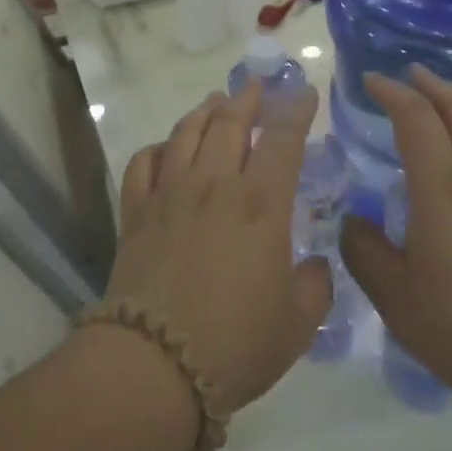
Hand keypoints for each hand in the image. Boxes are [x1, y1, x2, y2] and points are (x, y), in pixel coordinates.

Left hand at [103, 82, 332, 415]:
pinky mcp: (136, 212)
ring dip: (204, 112)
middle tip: (256, 86)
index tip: (304, 93)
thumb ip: (315, 286)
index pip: (283, 137)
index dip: (296, 109)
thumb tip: (315, 266)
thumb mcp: (297, 324)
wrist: (154, 364)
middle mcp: (214, 184)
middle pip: (230, 122)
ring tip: (215, 102)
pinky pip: (144, 163)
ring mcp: (169, 194)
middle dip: (247, 98)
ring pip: (186, 133)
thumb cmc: (235, 343)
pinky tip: (166, 150)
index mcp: (261, 203)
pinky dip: (158, 149)